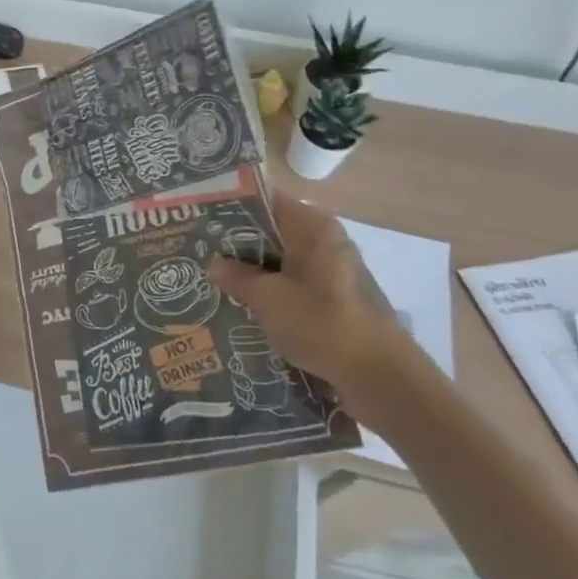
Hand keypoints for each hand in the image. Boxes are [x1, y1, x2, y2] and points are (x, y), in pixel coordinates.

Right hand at [206, 191, 421, 416]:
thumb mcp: (268, 298)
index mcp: (313, 228)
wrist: (379, 376)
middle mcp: (326, 242)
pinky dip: (270, 293)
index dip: (231, 208)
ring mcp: (333, 272)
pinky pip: (293, 286)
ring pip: (281, 262)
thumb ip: (237, 276)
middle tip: (198, 254)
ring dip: (252, 273)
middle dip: (237, 245)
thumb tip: (214, 263)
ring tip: (213, 283)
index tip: (200, 220)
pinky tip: (243, 308)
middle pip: (272, 232)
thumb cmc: (322, 324)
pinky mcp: (335, 301)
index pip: (266, 202)